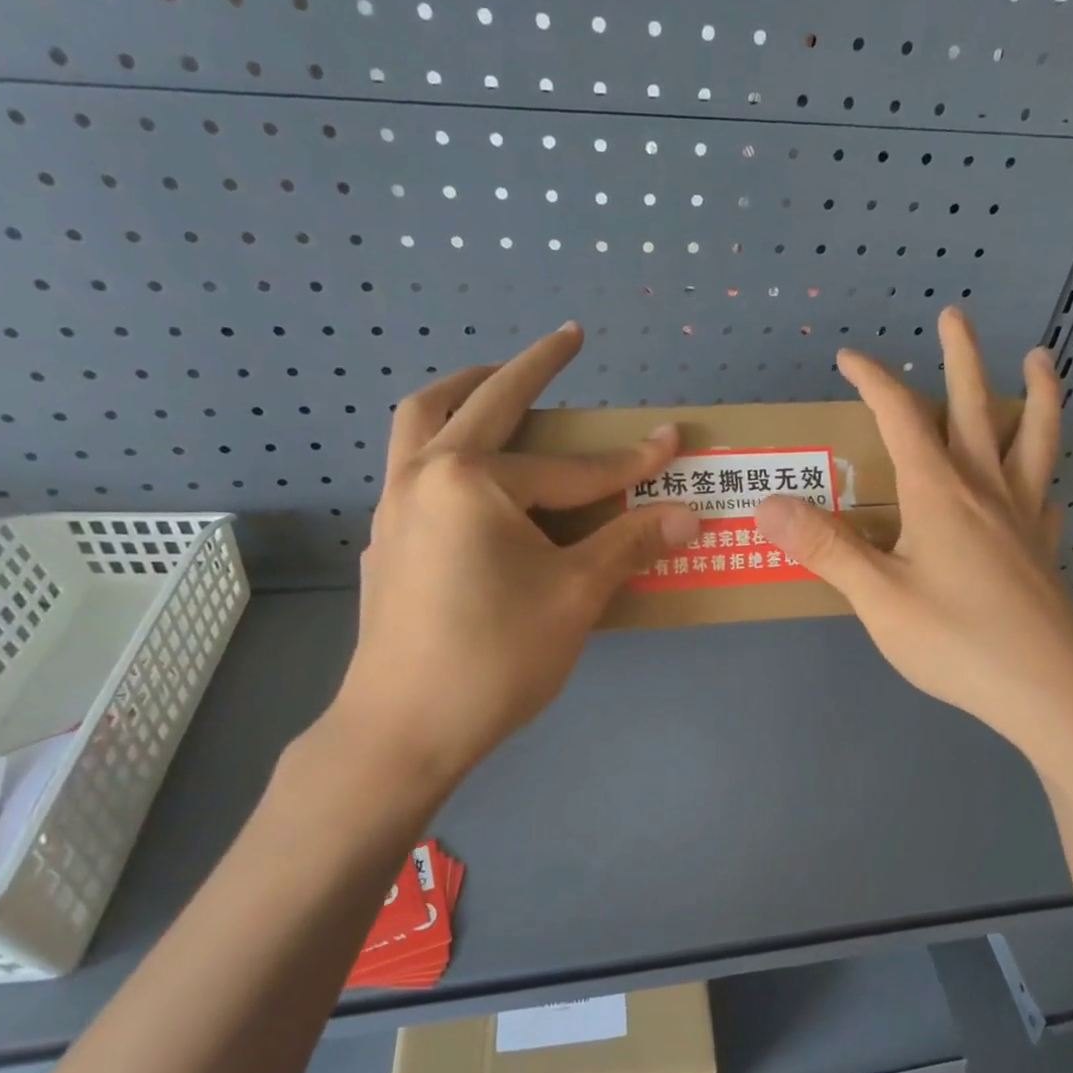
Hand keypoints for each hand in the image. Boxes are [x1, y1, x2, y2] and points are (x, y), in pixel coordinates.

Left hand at [310, 323, 699, 801]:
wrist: (403, 730)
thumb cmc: (495, 658)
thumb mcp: (575, 597)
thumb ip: (629, 545)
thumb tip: (687, 515)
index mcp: (472, 482)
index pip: (571, 468)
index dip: (630, 461)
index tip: (674, 442)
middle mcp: (423, 475)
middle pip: (479, 401)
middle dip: (531, 368)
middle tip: (566, 342)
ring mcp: (393, 506)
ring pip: (421, 421)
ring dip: (465, 392)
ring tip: (500, 386)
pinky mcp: (385, 539)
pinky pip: (412, 466)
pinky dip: (442, 446)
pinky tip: (474, 479)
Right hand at [755, 306, 1072, 754]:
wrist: (1051, 691)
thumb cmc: (957, 642)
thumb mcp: (878, 598)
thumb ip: (825, 548)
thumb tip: (767, 504)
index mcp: (938, 492)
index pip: (901, 416)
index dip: (874, 380)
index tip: (849, 357)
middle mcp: (985, 489)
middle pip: (974, 407)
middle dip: (960, 358)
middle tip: (955, 315)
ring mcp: (1023, 518)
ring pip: (1033, 439)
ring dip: (1034, 395)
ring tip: (1041, 360)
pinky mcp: (1044, 550)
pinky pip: (1046, 496)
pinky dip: (1044, 476)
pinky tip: (1042, 486)